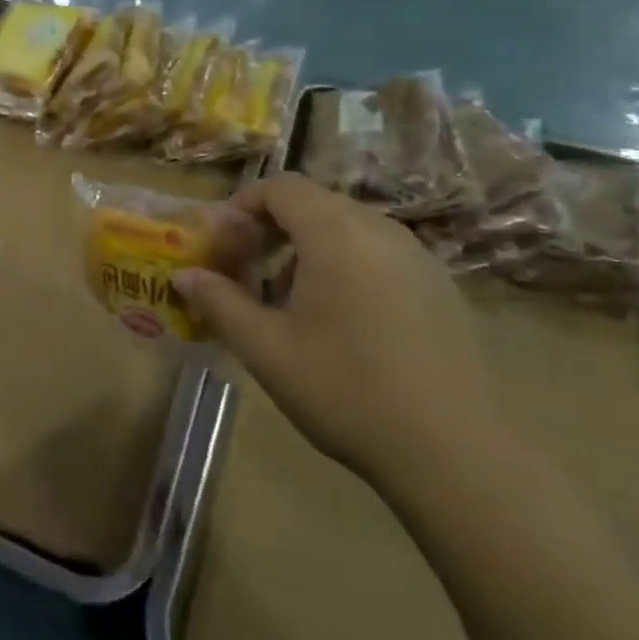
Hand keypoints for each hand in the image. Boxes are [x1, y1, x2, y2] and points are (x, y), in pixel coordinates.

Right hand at [174, 175, 515, 491]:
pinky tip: (342, 319)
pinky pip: (379, 252)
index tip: (223, 241)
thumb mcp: (266, 349)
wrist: (455, 452)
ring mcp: (417, 256)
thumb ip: (220, 303)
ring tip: (290, 299)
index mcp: (335, 233)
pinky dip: (346, 263)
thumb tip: (183, 275)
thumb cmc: (346, 390)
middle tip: (248, 268)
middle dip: (273, 226)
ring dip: (309, 246)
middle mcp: (380, 229)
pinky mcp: (440, 286)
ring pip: (348, 227)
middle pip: (315, 202)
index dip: (244, 204)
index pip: (281, 187)